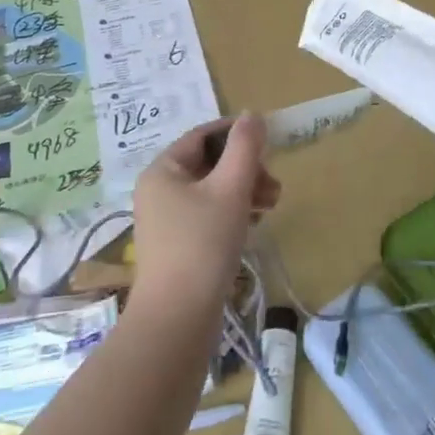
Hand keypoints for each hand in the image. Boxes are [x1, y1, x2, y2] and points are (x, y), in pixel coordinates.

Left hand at [130, 114, 279, 315]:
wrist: (177, 320)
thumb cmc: (203, 245)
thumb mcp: (230, 189)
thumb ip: (244, 147)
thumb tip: (251, 114)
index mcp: (163, 170)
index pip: (203, 135)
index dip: (237, 133)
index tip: (269, 141)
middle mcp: (160, 190)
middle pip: (210, 162)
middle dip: (246, 168)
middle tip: (275, 186)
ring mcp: (167, 220)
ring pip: (213, 189)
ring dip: (245, 189)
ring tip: (272, 205)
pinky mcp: (179, 245)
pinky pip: (209, 214)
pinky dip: (234, 212)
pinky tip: (255, 224)